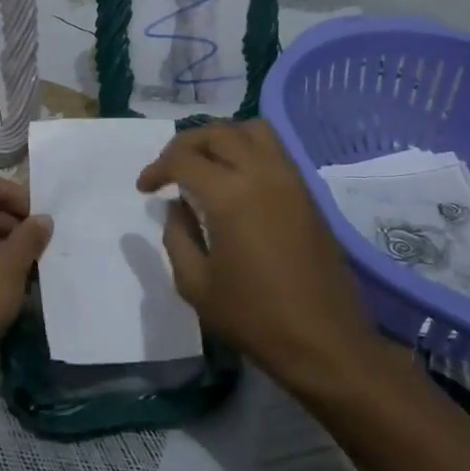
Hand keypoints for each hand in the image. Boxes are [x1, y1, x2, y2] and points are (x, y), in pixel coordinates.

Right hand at [137, 121, 376, 392]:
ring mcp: (290, 179)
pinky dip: (248, 148)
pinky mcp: (307, 192)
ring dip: (222, 137)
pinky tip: (235, 178)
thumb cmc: (254, 317)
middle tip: (169, 169)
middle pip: (218, 133)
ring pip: (252, 130)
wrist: (324, 339)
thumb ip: (177, 236)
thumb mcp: (195, 285)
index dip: (157, 168)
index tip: (145, 188)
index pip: (183, 159)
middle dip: (186, 144)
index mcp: (229, 195)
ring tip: (204, 164)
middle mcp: (262, 173)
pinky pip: (275, 149)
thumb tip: (177, 206)